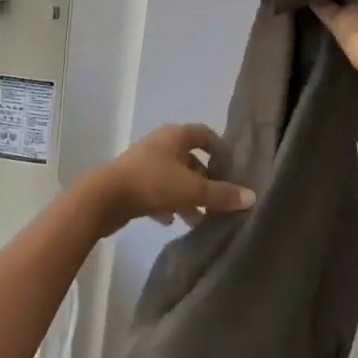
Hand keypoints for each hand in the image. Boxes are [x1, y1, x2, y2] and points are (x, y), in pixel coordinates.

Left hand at [86, 123, 255, 228]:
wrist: (106, 198)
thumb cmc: (153, 183)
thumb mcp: (192, 189)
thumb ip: (222, 194)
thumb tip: (251, 196)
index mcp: (175, 136)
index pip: (204, 134)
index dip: (221, 149)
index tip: (234, 169)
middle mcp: (161, 145)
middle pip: (191, 160)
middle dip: (206, 182)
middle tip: (220, 202)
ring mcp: (145, 164)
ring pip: (175, 179)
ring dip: (188, 198)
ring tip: (200, 221)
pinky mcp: (133, 183)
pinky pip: (158, 192)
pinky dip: (167, 205)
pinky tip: (171, 222)